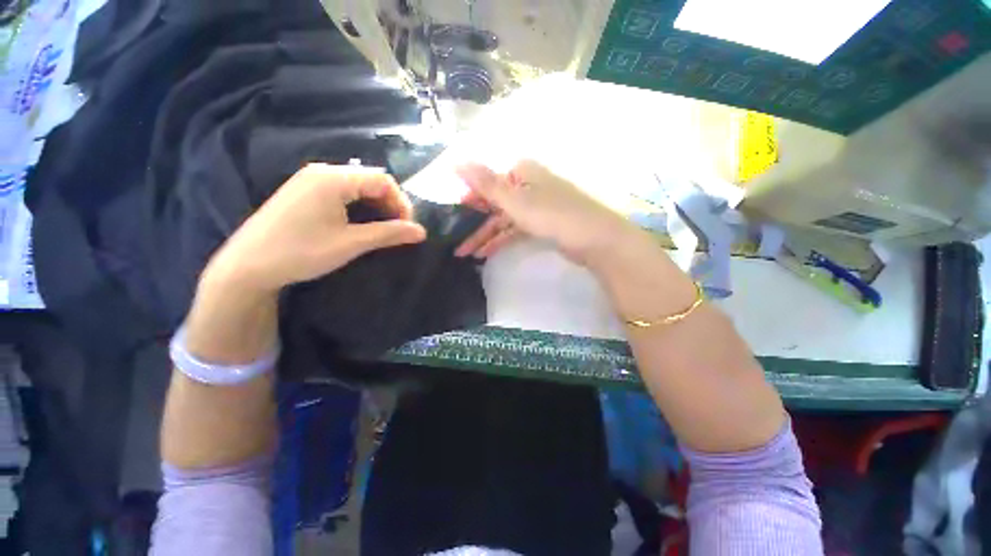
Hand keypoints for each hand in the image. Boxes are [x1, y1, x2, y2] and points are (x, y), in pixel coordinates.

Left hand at [205, 163, 426, 292]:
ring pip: (357, 186)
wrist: (247, 266)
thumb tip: (422, 232)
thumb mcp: (351, 243)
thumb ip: (389, 234)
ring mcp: (310, 180)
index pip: (382, 180)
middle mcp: (322, 171)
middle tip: (396, 230)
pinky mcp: (303, 192)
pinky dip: (358, 206)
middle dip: (389, 204)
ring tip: (381, 229)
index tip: (407, 227)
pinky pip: (341, 192)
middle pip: (370, 180)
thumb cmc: (302, 251)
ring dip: (375, 206)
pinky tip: (359, 223)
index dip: (401, 202)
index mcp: (333, 178)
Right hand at [454, 160, 637, 264]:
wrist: (594, 238)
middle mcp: (527, 185)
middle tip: (458, 245)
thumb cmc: (552, 215)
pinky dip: (502, 240)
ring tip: (468, 255)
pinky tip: (487, 254)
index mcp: (521, 172)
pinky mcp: (542, 224)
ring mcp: (536, 206)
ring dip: (486, 237)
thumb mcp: (515, 201)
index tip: (454, 217)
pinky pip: (516, 230)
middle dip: (475, 226)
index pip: (488, 182)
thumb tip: (455, 161)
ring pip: (504, 220)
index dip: (470, 200)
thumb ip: (485, 184)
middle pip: (495, 205)